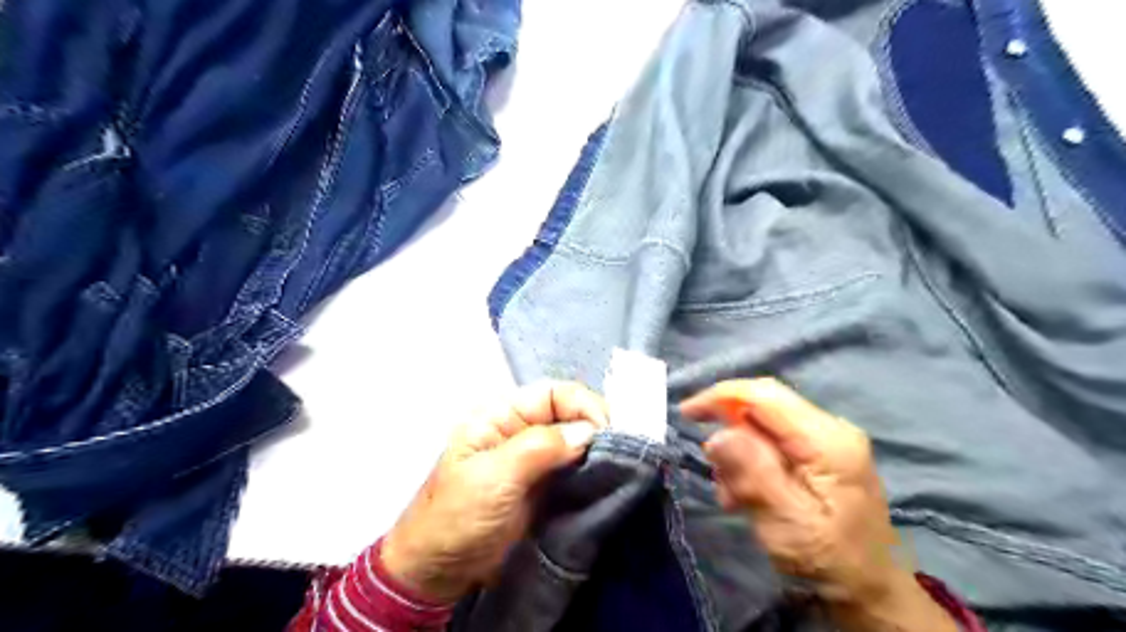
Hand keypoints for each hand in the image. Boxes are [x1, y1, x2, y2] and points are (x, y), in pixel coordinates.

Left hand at [379, 380, 611, 602]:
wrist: (438, 572)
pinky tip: (606, 481)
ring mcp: (534, 460)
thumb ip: (540, 448)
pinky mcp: (543, 487)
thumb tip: (589, 431)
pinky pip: (575, 471)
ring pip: (576, 443)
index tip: (607, 431)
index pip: (552, 394)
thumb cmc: (457, 516)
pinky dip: (592, 473)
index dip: (583, 404)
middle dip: (595, 428)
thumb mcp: (493, 477)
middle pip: (568, 415)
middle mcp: (521, 431)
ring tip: (619, 468)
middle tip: (618, 453)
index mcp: (501, 416)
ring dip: (597, 452)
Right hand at [681, 379, 953, 631]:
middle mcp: (829, 428)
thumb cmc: (829, 559)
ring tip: (733, 495)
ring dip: (739, 454)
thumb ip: (753, 474)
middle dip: (730, 433)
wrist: (870, 590)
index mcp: (827, 440)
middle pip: (763, 406)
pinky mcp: (820, 452)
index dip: (720, 396)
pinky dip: (751, 462)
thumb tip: (718, 435)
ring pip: (763, 424)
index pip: (765, 395)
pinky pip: (772, 441)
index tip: (687, 413)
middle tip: (717, 473)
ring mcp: (826, 438)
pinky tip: (746, 494)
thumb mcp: (786, 522)